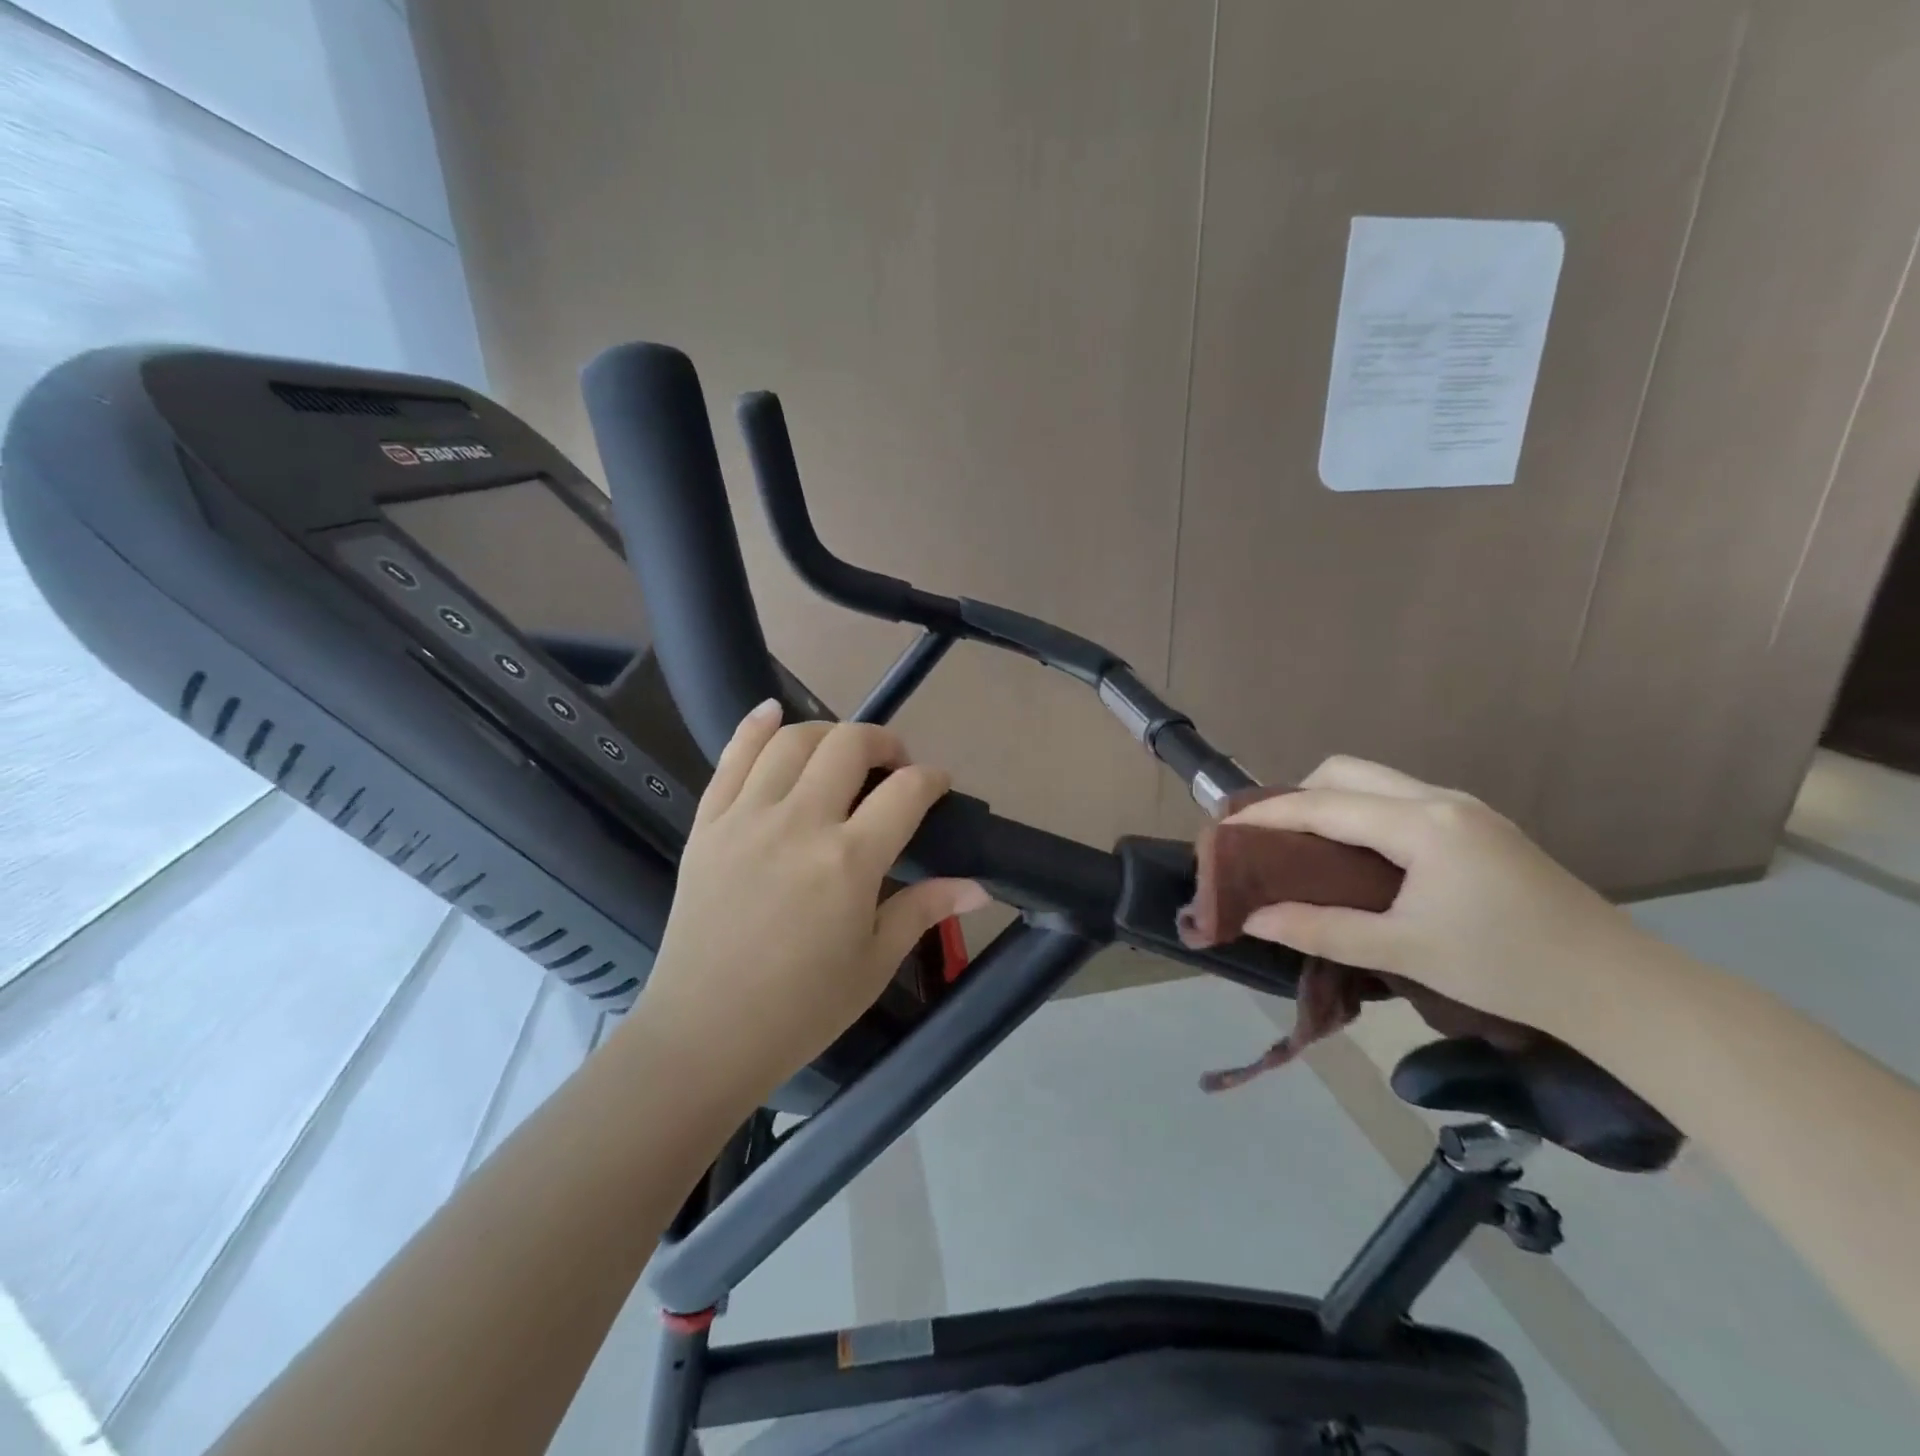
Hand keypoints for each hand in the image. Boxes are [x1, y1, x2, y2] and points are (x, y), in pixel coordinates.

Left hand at [623, 700, 986, 1110]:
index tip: (938, 786)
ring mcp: (746, 818)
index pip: (906, 792)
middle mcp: (799, 823)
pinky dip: (754, 728)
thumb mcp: (873, 963)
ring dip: (827, 732)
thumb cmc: (800, 1010)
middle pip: (849, 747)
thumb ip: (924, 910)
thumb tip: (979, 887)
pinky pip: (731, 759)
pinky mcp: (708, 825)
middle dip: (883, 742)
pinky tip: (772, 712)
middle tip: (894, 764)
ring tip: (842, 751)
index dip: (931, 779)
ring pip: (791, 741)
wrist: (704, 1035)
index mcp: (848, 861)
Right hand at [1227, 756, 1649, 1031]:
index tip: (1223, 825)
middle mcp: (1440, 800)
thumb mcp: (1403, 950)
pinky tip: (1358, 854)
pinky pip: (1400, 800)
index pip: (1323, 804)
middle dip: (1298, 795)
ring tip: (1304, 846)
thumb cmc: (1505, 966)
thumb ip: (1321, 929)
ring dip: (1331, 802)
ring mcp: (1465, 809)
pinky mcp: (1480, 826)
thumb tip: (1255, 919)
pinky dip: (1362, 814)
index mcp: (1421, 824)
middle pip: (1347, 772)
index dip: (1268, 813)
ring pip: (1376, 782)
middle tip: (1269, 837)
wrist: (1619, 988)